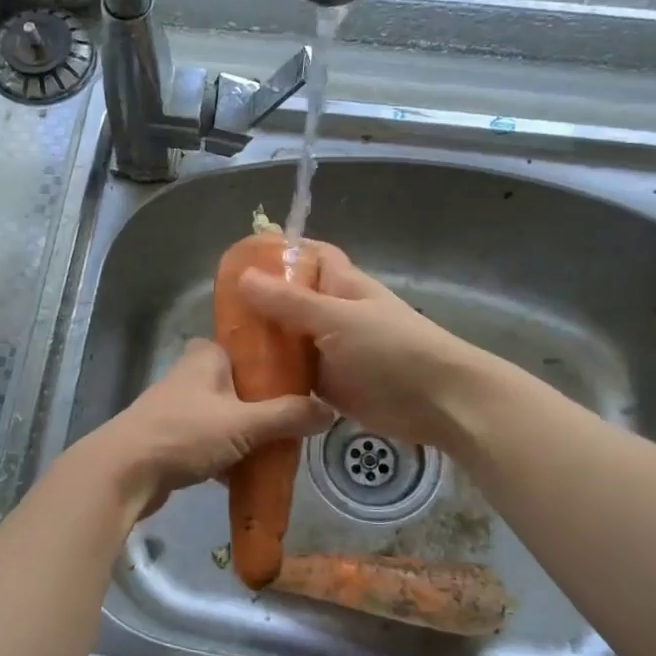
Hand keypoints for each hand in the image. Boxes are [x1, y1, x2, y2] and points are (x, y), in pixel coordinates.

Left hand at [72, 339, 332, 518]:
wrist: (123, 473)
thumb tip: (330, 411)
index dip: (277, 362)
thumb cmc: (184, 434)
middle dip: (268, 405)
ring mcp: (179, 408)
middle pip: (242, 386)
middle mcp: (191, 375)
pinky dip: (230, 455)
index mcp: (207, 356)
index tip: (307, 382)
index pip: (250, 347)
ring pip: (227, 416)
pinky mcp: (171, 439)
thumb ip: (287, 416)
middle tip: (300, 422)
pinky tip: (252, 474)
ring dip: (250, 433)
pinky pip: (212, 442)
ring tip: (284, 449)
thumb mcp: (243, 423)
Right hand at [237, 242, 496, 452]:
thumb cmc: (392, 350)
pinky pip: (295, 374)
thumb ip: (290, 302)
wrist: (437, 403)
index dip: (278, 253)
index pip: (308, 256)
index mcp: (341, 285)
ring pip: (289, 340)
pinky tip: (244, 382)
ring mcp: (331, 351)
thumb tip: (243, 277)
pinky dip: (274, 376)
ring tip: (221, 348)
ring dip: (263, 343)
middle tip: (217, 312)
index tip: (238, 261)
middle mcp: (333, 314)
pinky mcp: (329, 385)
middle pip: (290, 301)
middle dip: (258, 304)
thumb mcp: (337, 319)